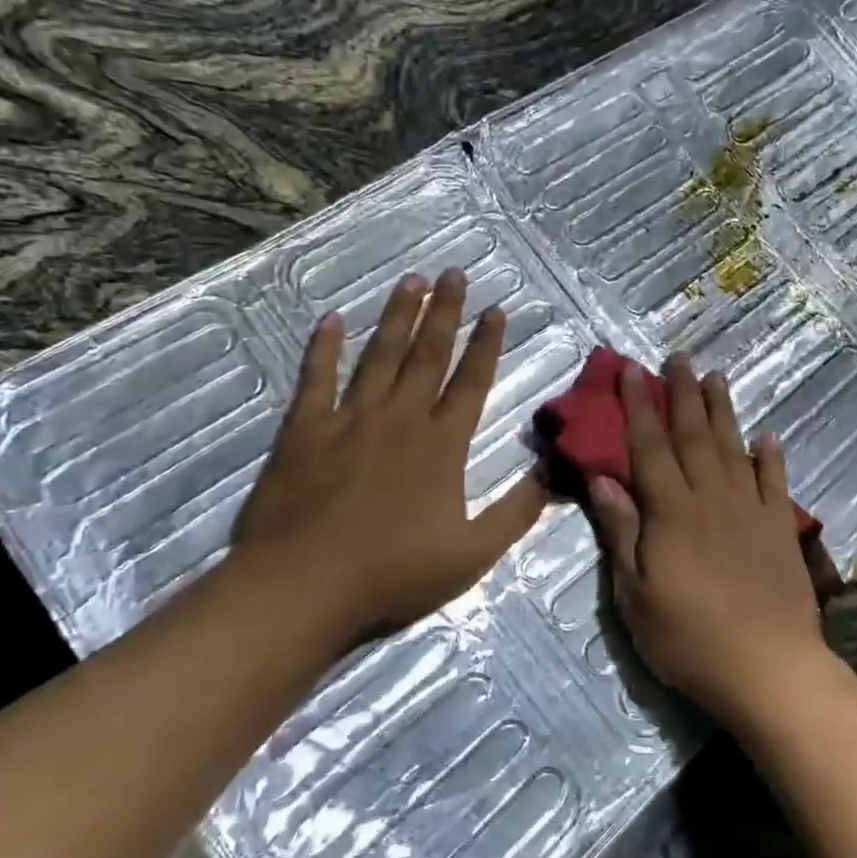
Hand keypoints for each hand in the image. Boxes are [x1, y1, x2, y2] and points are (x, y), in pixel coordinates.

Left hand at [224, 268, 548, 652]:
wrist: (302, 585)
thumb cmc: (392, 574)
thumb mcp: (472, 554)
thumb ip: (516, 512)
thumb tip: (554, 475)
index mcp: (442, 445)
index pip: (471, 381)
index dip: (486, 343)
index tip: (496, 308)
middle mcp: (400, 418)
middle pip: (428, 354)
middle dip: (445, 311)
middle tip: (454, 272)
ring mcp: (350, 419)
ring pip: (379, 355)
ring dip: (397, 316)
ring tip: (411, 280)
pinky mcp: (305, 429)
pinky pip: (316, 378)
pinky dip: (323, 347)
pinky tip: (332, 319)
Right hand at [587, 354, 835, 732]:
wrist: (768, 668)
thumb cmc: (689, 637)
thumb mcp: (636, 593)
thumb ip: (622, 530)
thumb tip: (602, 478)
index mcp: (671, 510)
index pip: (649, 446)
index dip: (638, 405)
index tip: (630, 369)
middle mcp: (711, 497)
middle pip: (694, 435)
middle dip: (682, 393)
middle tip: (679, 357)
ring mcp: (750, 509)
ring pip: (734, 447)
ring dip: (723, 410)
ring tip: (716, 377)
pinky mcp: (780, 528)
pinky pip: (775, 481)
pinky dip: (771, 456)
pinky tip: (768, 436)